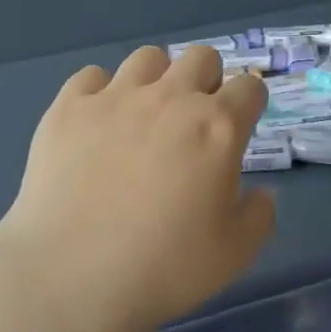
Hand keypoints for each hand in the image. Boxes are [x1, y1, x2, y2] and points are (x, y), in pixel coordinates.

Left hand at [0, 46, 275, 331]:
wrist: (70, 275)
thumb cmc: (163, 268)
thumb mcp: (233, 254)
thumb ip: (259, 216)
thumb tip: (262, 193)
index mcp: (217, 127)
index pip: (249, 87)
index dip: (249, 104)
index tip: (239, 127)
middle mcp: (170, 98)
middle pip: (201, 57)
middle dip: (206, 80)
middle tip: (193, 122)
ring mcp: (115, 97)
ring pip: (148, 57)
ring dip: (156, 78)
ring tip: (144, 116)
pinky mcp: (69, 107)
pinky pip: (91, 75)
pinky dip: (100, 92)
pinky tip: (96, 124)